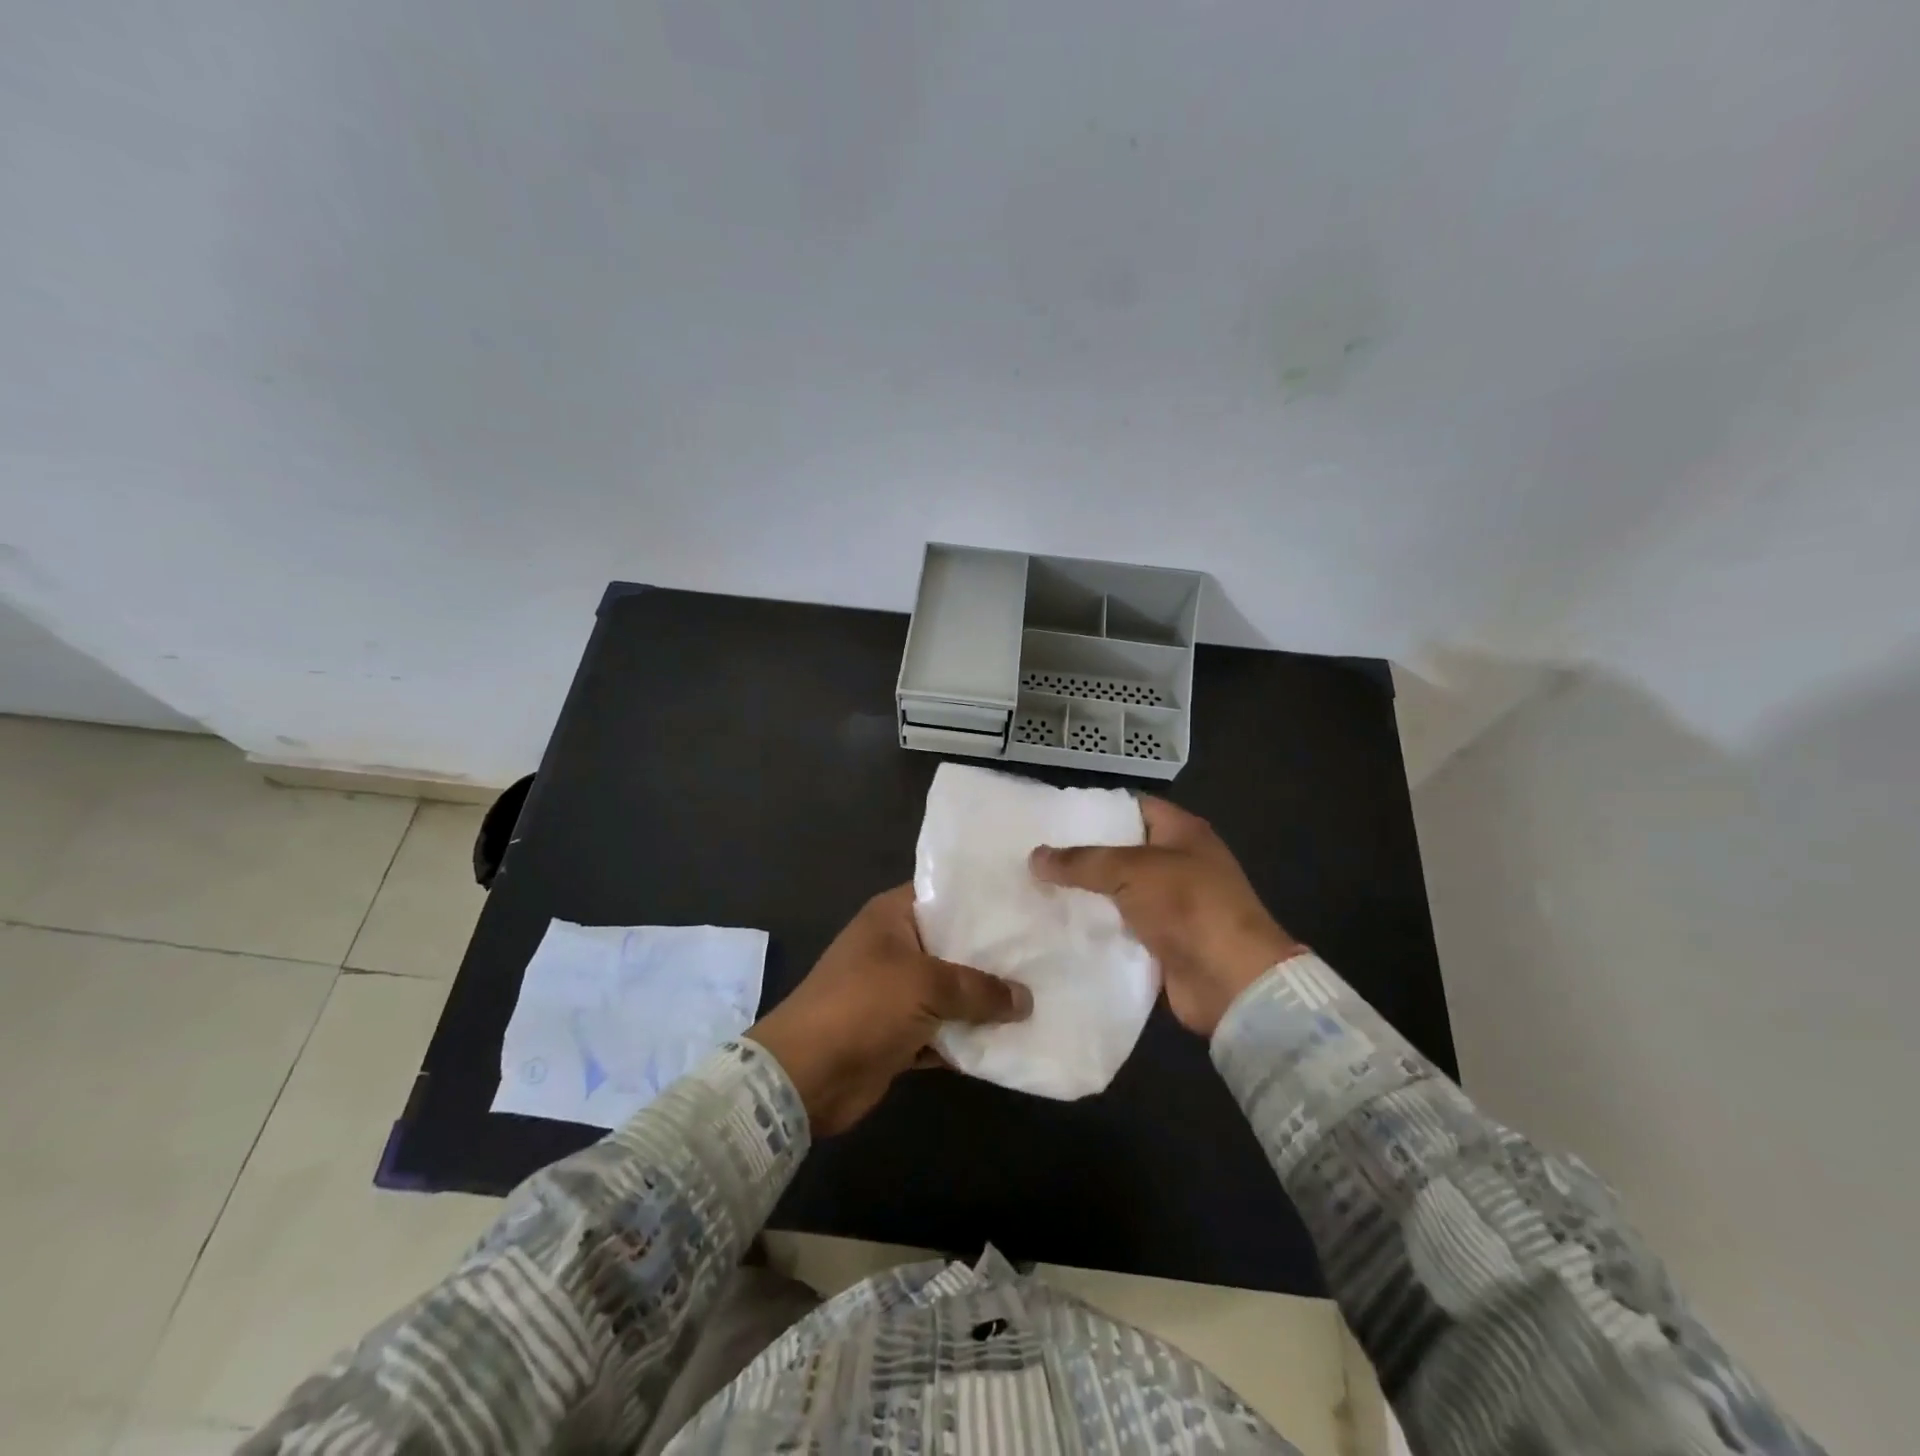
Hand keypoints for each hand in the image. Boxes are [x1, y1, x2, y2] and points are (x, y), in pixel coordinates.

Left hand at [747, 885, 1032, 1135]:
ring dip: (985, 1002)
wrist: (806, 1075)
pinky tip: (1012, 1040)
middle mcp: (896, 947)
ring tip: (1041, 996)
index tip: (1029, 902)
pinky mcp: (900, 1033)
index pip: (946, 894)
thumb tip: (1025, 999)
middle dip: (994, 956)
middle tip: (1047, 952)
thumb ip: (979, 989)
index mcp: (893, 916)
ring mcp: (897, 992)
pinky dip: (969, 1038)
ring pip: (952, 991)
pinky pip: (944, 1030)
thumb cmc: (863, 1005)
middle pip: (954, 944)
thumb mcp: (926, 985)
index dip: (985, 899)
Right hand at [1030, 797, 1301, 1037]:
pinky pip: (1121, 927)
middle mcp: (1178, 863)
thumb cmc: (1188, 906)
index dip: (1096, 808)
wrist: (1231, 981)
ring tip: (1035, 887)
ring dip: (1085, 894)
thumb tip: (1035, 857)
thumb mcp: (1131, 870)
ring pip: (1118, 892)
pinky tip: (1058, 925)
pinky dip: (1096, 928)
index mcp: (1182, 832)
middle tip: (1035, 853)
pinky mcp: (1162, 942)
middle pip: (1122, 851)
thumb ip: (1081, 861)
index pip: (1133, 806)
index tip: (1053, 816)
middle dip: (1082, 854)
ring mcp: (1172, 905)